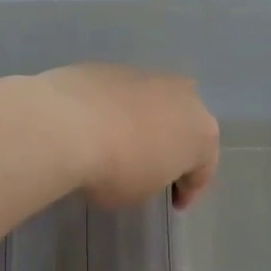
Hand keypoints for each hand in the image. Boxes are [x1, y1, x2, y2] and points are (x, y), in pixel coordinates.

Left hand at [36, 65, 219, 208]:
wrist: (68, 124)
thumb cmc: (116, 170)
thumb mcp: (142, 192)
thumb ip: (153, 178)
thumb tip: (142, 166)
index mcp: (202, 132)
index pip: (203, 169)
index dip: (189, 190)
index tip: (175, 204)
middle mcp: (185, 97)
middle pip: (184, 126)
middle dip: (172, 147)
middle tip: (154, 170)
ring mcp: (148, 76)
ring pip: (154, 105)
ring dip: (144, 124)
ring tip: (121, 145)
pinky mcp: (113, 67)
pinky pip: (122, 95)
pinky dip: (116, 110)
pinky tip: (96, 127)